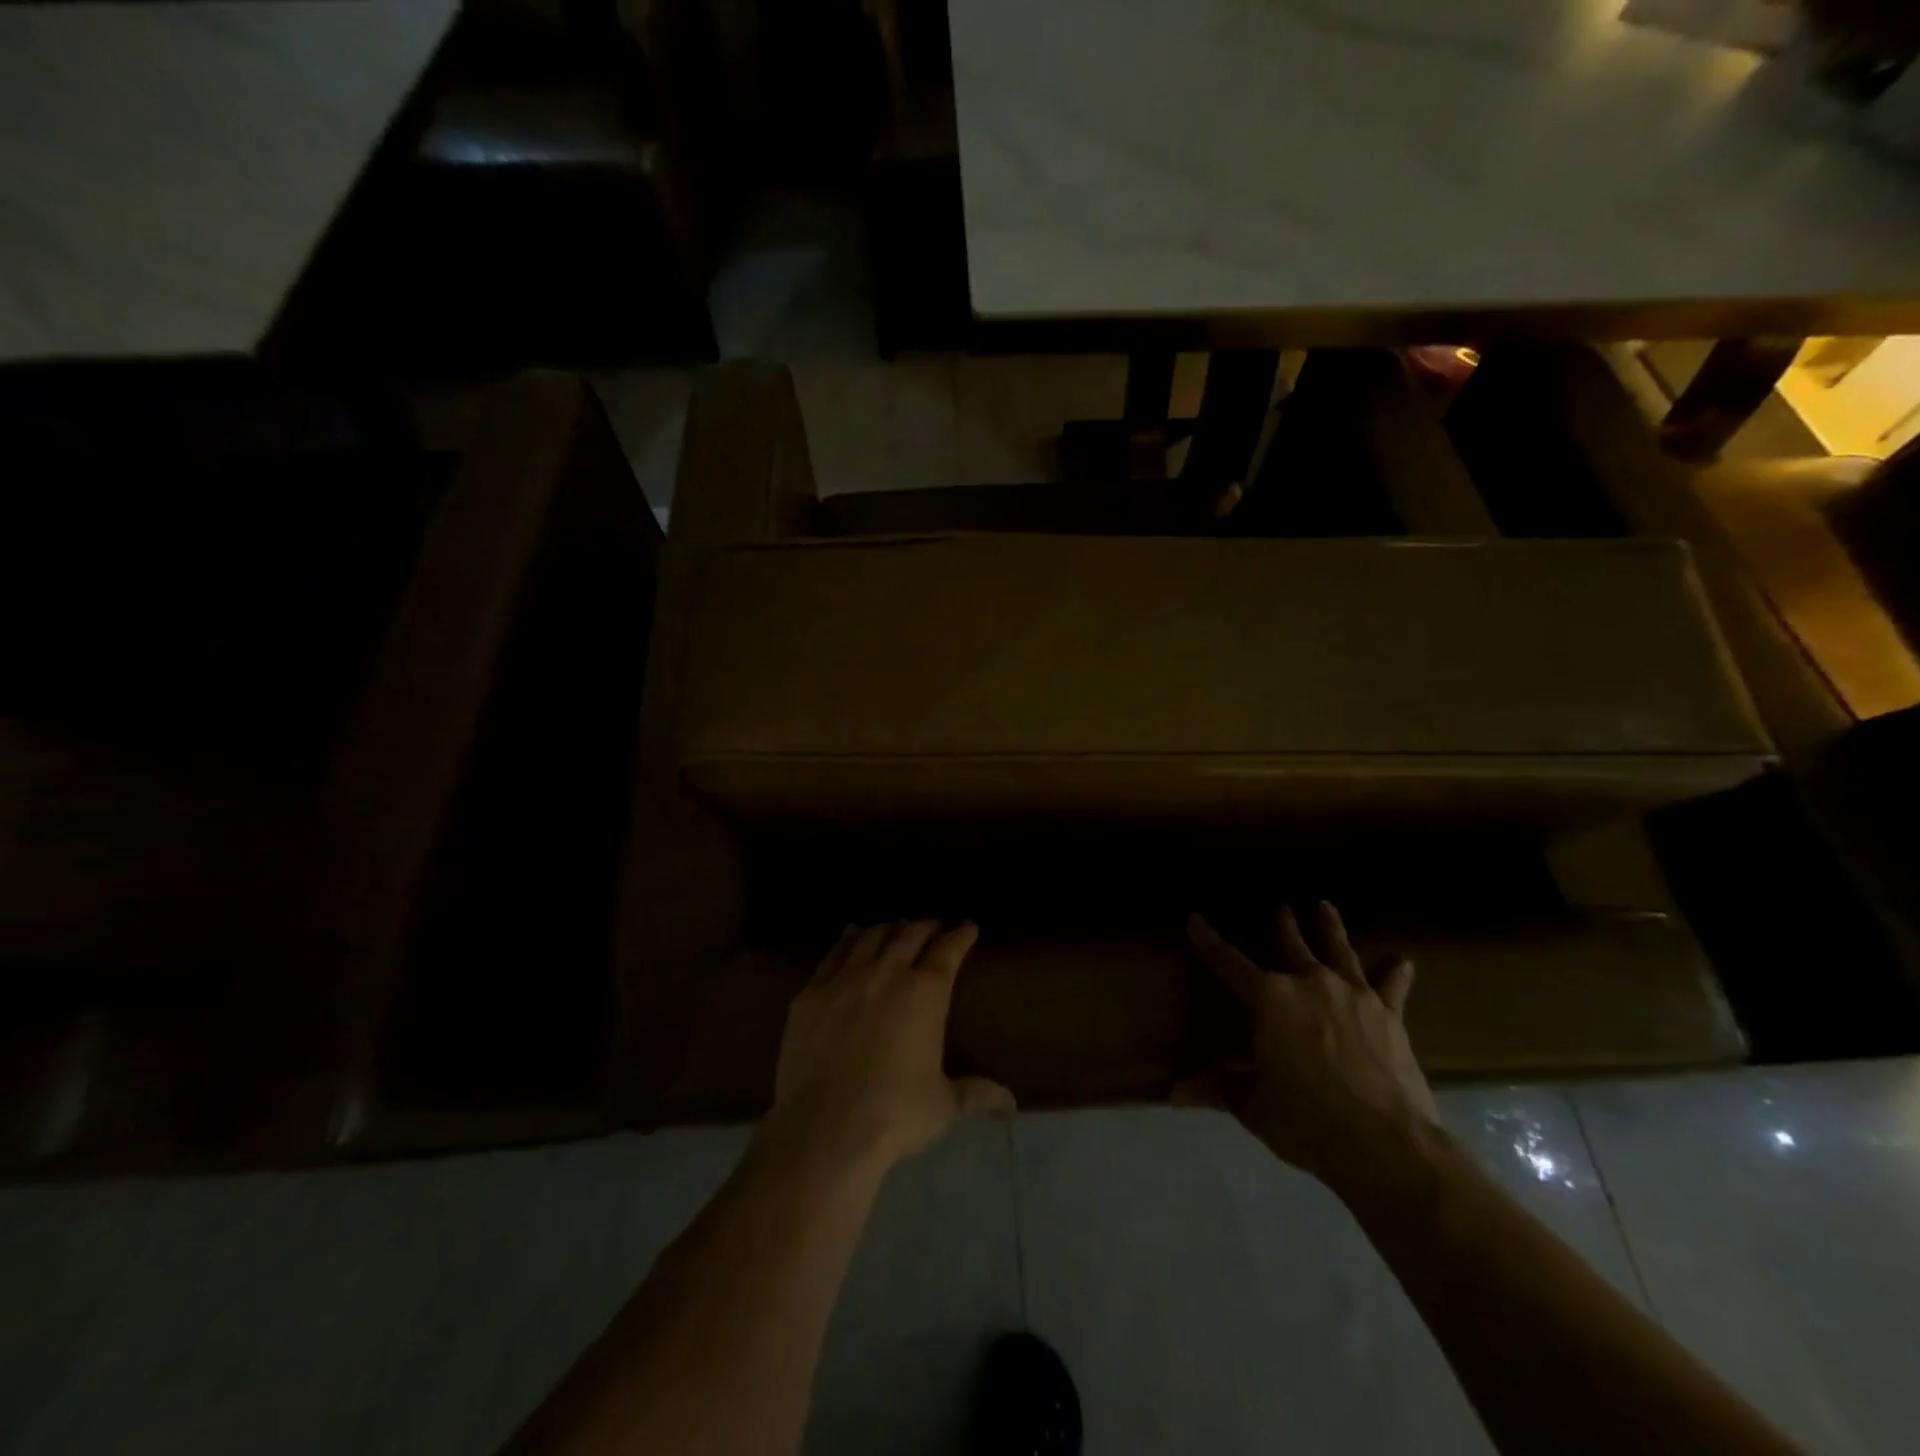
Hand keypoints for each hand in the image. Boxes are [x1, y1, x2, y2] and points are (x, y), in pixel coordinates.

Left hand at [764, 920, 1014, 1175]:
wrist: (824, 1129)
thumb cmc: (894, 1114)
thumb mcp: (943, 1104)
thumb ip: (976, 1094)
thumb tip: (1010, 1104)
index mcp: (925, 993)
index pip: (948, 950)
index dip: (961, 934)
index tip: (968, 927)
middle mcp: (887, 974)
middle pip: (910, 934)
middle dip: (925, 926)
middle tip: (933, 926)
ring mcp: (845, 979)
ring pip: (871, 937)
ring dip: (888, 928)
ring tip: (895, 927)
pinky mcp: (811, 993)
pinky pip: (833, 954)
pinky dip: (847, 940)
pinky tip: (851, 935)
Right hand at [1184, 902, 1439, 1191]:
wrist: (1385, 1143)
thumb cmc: (1306, 1120)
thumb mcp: (1253, 1106)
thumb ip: (1217, 1088)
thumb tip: (1171, 1092)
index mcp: (1268, 999)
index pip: (1227, 962)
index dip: (1208, 941)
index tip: (1195, 919)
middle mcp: (1309, 983)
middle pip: (1291, 945)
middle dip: (1282, 925)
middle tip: (1280, 906)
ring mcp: (1353, 995)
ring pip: (1338, 951)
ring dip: (1330, 929)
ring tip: (1325, 907)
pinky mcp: (1390, 1015)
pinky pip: (1391, 986)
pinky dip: (1395, 973)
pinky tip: (1403, 961)